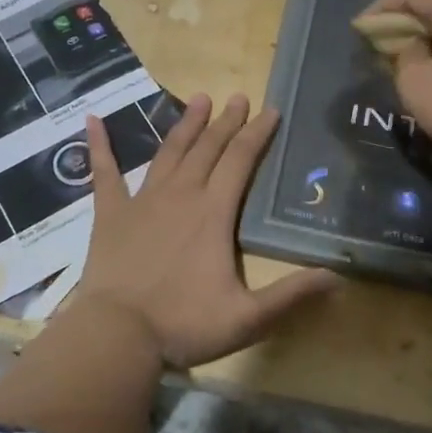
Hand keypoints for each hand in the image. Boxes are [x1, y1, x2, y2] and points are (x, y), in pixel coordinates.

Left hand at [73, 93, 336, 367]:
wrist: (117, 334)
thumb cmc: (183, 324)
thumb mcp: (248, 317)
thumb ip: (292, 294)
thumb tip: (339, 277)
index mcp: (214, 213)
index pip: (241, 161)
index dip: (258, 134)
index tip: (270, 111)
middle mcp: (181, 195)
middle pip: (208, 148)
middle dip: (227, 122)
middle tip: (239, 97)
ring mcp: (142, 200)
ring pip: (169, 152)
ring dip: (186, 125)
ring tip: (200, 100)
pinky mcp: (110, 213)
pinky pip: (104, 172)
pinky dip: (99, 145)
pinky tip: (92, 120)